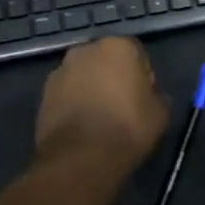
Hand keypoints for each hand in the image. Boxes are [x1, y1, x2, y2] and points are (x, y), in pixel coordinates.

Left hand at [35, 37, 169, 176]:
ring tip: (99, 119)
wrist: (81, 158)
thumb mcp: (160, 114)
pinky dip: (73, 104)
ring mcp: (60, 71)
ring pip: (83, 76)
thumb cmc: (128, 129)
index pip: (137, 54)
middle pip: (105, 61)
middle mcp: (85, 50)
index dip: (143, 76)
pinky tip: (82, 127)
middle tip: (122, 106)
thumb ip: (157, 97)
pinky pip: (66, 94)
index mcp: (117, 47)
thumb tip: (151, 96)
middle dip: (113, 78)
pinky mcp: (43, 94)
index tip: (144, 98)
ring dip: (91, 89)